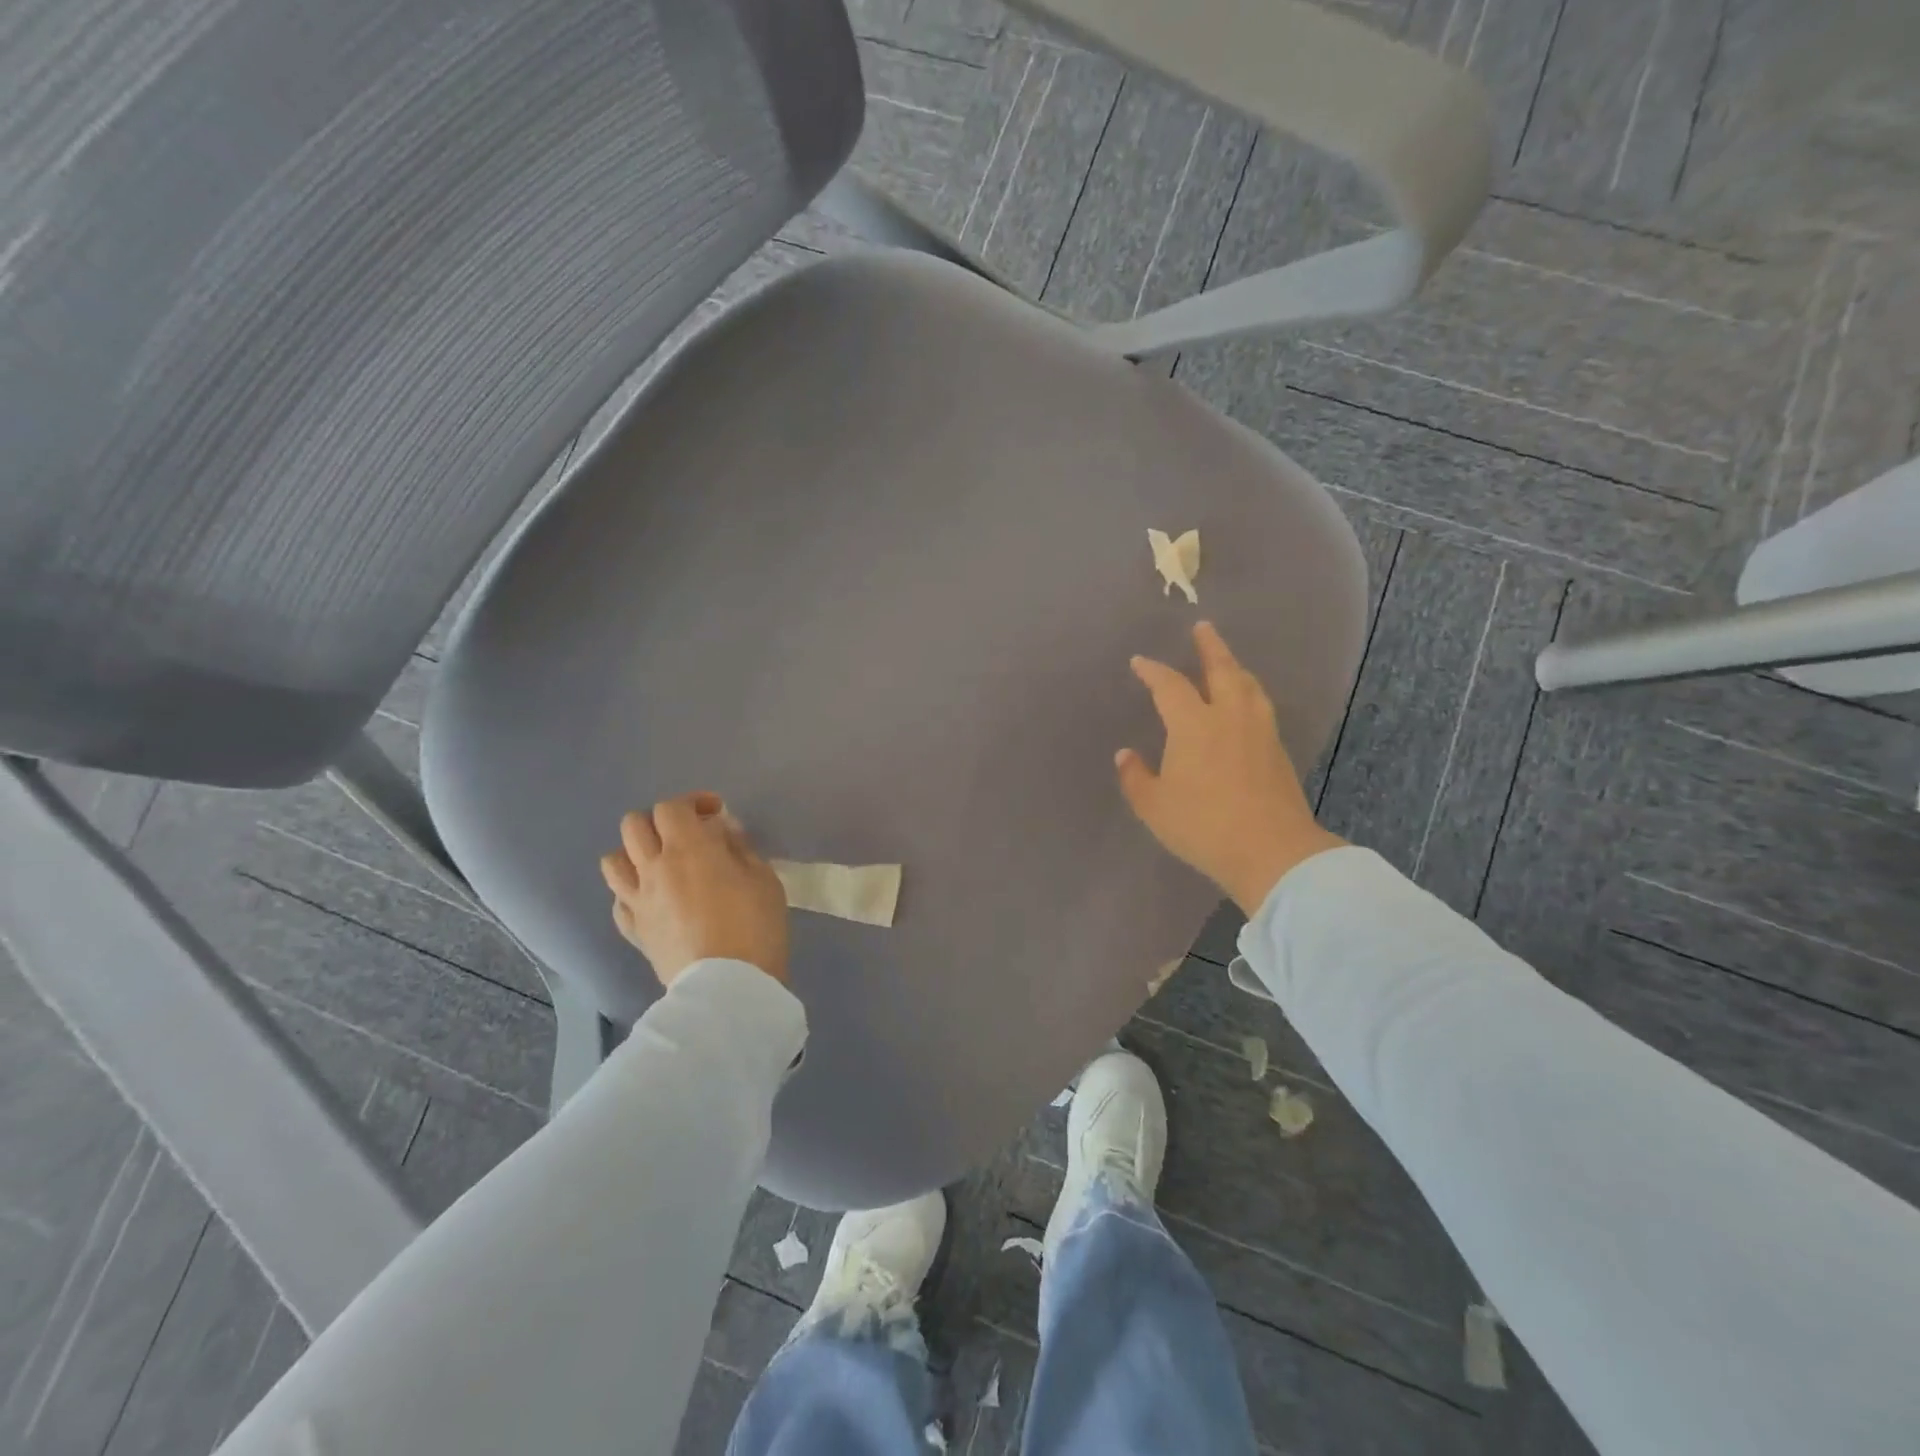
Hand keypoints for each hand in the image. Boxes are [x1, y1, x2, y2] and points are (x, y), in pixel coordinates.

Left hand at [600, 792, 790, 988]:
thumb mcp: (763, 878)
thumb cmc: (755, 925)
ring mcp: (638, 902)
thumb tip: (722, 832)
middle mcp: (654, 868)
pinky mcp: (633, 932)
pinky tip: (654, 901)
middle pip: (634, 825)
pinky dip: (632, 894)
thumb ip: (739, 848)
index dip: (692, 802)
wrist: (729, 986)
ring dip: (635, 854)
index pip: (672, 807)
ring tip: (660, 865)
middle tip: (688, 835)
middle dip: (660, 822)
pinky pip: (618, 902)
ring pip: (613, 861)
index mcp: (688, 848)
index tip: (716, 813)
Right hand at [1116, 621, 1344, 913]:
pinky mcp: (1278, 750)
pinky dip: (1249, 692)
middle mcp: (1229, 716)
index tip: (1140, 662)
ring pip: (1248, 685)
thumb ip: (1136, 778)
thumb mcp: (1155, 807)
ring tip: (1227, 661)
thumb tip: (1125, 755)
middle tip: (1203, 627)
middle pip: (1222, 669)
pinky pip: (1261, 706)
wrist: (1272, 851)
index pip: (1170, 686)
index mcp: (1193, 724)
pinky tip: (1247, 703)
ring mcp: (1259, 731)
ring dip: (1235, 667)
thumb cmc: (1203, 826)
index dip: (1153, 671)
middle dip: (1210, 646)